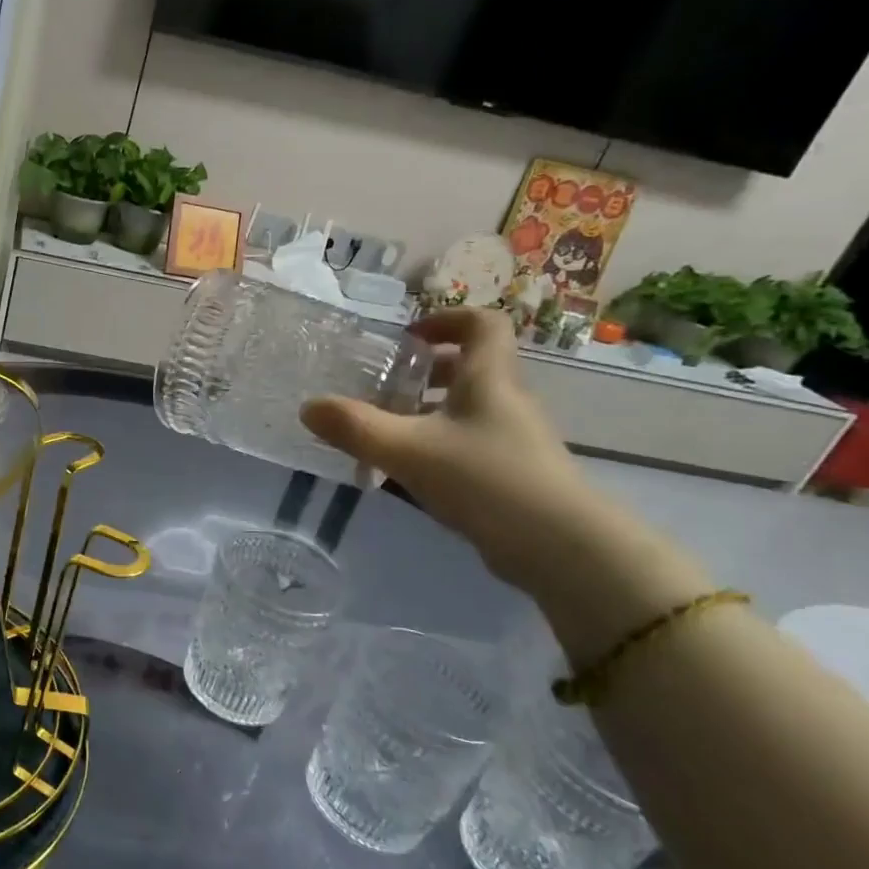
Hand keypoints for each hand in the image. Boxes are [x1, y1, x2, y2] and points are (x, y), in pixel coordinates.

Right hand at [301, 307, 595, 592]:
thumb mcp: (407, 450)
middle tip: (383, 387)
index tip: (407, 338)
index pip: (481, 324)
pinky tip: (407, 475)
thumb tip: (308, 406)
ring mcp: (513, 440)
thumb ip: (354, 428)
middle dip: (425, 372)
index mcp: (489, 379)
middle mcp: (505, 401)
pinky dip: (436, 447)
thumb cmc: (484, 479)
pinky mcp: (512, 474)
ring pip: (467, 410)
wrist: (560, 548)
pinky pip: (468, 444)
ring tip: (384, 433)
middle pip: (471, 368)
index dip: (445, 320)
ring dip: (426, 413)